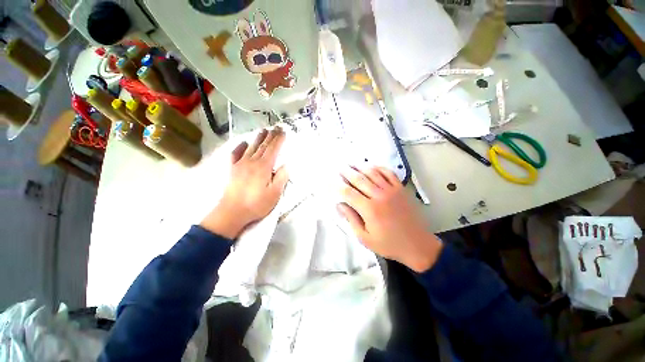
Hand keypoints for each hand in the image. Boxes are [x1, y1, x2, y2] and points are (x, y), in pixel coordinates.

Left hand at [200, 128, 288, 238]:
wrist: (232, 212)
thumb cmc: (256, 204)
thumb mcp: (274, 193)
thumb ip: (281, 178)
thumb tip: (286, 165)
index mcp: (263, 167)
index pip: (273, 149)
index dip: (279, 140)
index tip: (284, 132)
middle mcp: (252, 161)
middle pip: (263, 146)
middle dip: (270, 136)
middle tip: (276, 127)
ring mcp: (240, 164)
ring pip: (251, 147)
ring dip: (258, 138)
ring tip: (263, 130)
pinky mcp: (233, 169)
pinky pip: (236, 154)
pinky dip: (240, 147)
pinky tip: (243, 143)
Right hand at [337, 167, 442, 272]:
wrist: (417, 245)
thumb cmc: (389, 244)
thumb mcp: (365, 238)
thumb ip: (351, 219)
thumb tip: (339, 205)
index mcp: (369, 209)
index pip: (349, 193)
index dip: (337, 186)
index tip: (330, 181)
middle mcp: (379, 196)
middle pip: (359, 179)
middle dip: (347, 172)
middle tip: (339, 168)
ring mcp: (391, 190)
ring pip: (373, 173)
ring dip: (360, 167)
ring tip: (352, 163)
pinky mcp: (400, 189)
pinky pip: (389, 173)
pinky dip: (379, 167)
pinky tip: (372, 166)